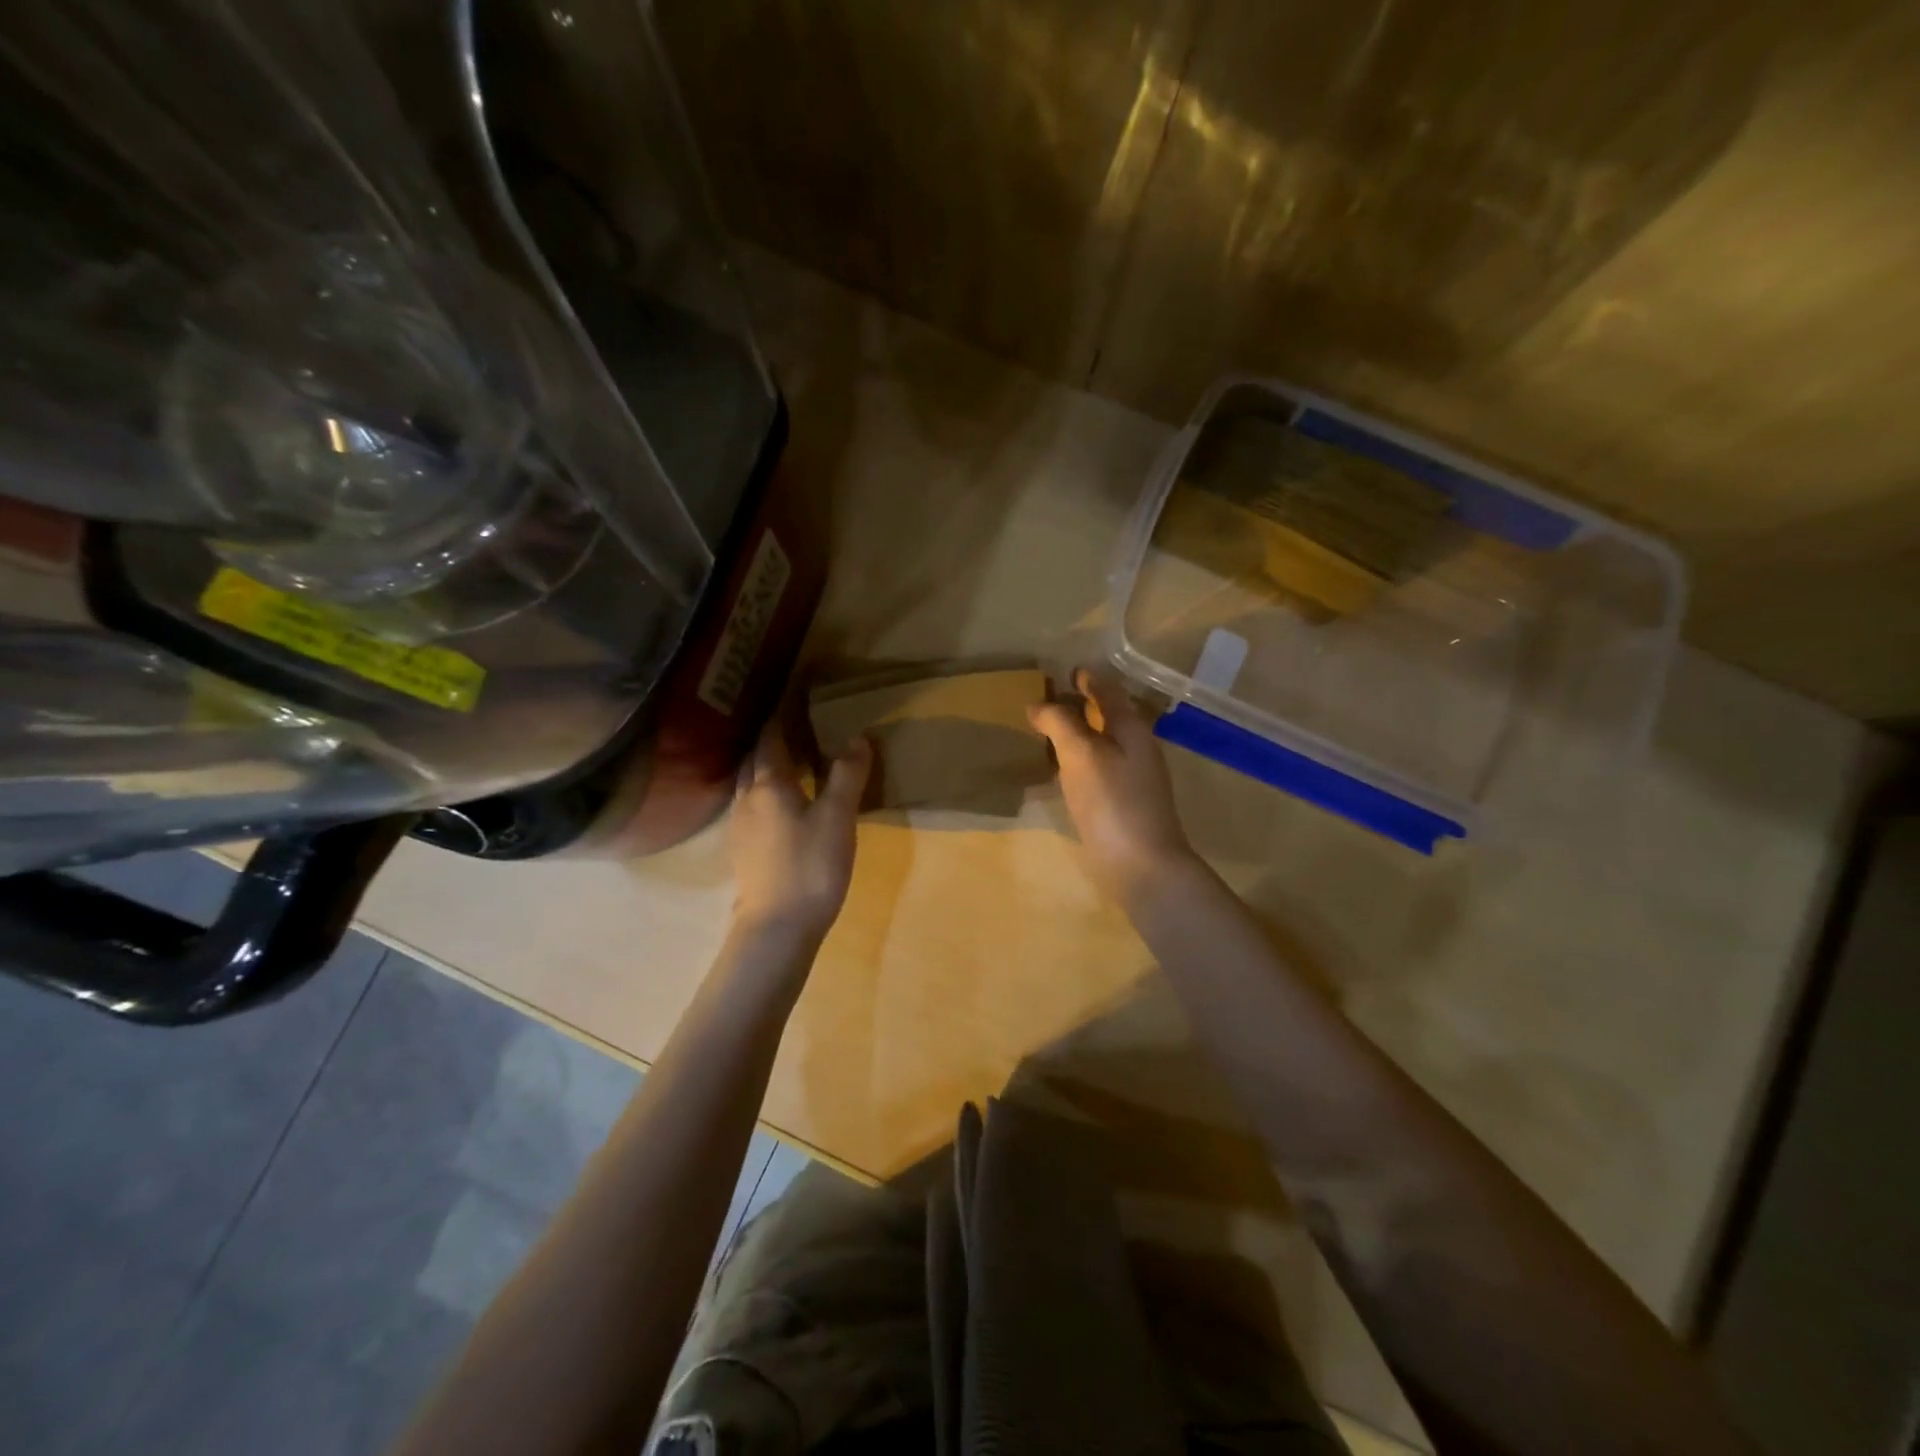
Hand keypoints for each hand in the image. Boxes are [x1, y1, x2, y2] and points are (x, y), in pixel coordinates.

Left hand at [730, 720, 870, 939]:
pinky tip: (782, 803)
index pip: (771, 738)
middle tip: (796, 725)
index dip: (781, 716)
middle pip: (755, 758)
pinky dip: (765, 791)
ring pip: (749, 783)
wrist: (777, 927)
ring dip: (766, 765)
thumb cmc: (810, 866)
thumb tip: (857, 738)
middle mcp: (747, 798)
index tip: (794, 697)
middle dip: (772, 739)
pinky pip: (751, 805)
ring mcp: (740, 826)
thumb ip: (847, 775)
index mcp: (768, 784)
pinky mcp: (744, 849)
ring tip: (790, 760)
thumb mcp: (838, 817)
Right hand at [1029, 667, 1195, 901]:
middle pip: (1107, 715)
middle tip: (1046, 699)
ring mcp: (1131, 778)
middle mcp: (1135, 748)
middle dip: (1079, 704)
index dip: (1087, 678)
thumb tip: (1038, 705)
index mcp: (1131, 728)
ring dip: (1077, 732)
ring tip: (1046, 730)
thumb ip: (1060, 724)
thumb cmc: (1112, 802)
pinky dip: (1077, 760)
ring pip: (1101, 743)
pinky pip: (1096, 768)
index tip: (1064, 671)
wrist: (1142, 866)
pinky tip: (1059, 770)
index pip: (1108, 691)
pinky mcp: (1121, 803)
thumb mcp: (1081, 754)